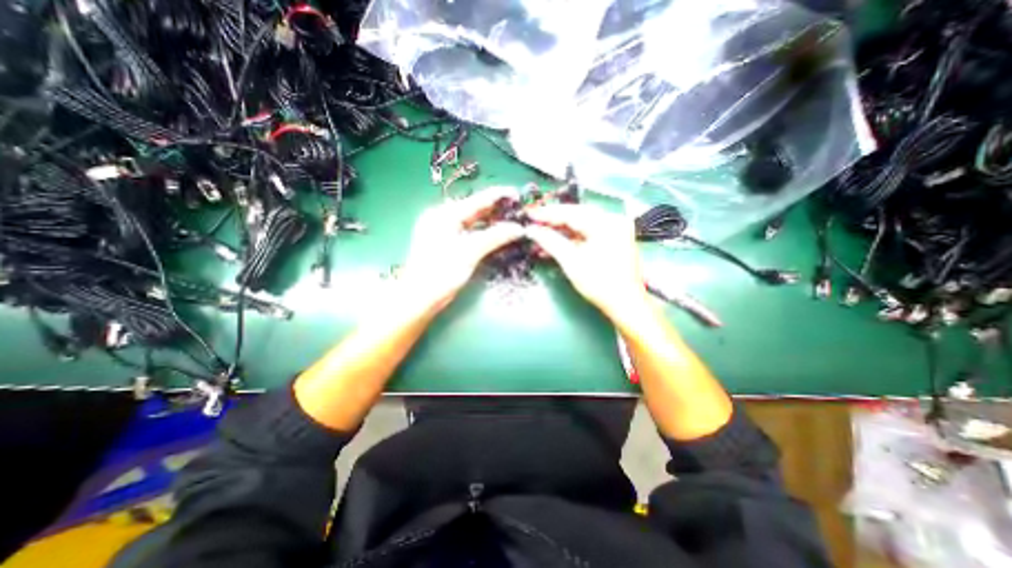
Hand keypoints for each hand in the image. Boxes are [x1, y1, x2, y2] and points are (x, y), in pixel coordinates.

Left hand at [401, 187, 525, 308]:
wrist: (419, 298)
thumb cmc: (442, 272)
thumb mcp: (470, 252)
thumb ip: (495, 237)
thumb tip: (519, 228)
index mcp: (445, 214)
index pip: (478, 199)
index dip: (499, 195)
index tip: (519, 194)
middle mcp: (443, 217)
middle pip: (475, 209)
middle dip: (497, 210)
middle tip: (519, 211)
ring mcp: (443, 230)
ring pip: (473, 221)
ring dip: (492, 222)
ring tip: (513, 222)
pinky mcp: (446, 243)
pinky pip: (469, 232)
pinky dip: (483, 233)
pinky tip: (497, 234)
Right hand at [521, 204, 648, 322]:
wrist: (624, 303)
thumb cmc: (600, 284)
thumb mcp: (571, 262)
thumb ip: (550, 242)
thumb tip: (532, 230)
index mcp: (606, 224)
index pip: (570, 213)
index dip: (547, 214)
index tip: (529, 215)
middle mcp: (613, 221)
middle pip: (576, 215)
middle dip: (553, 220)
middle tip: (533, 222)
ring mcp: (615, 229)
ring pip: (581, 223)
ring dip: (561, 230)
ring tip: (541, 236)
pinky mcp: (613, 239)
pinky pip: (588, 232)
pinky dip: (572, 238)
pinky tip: (556, 243)